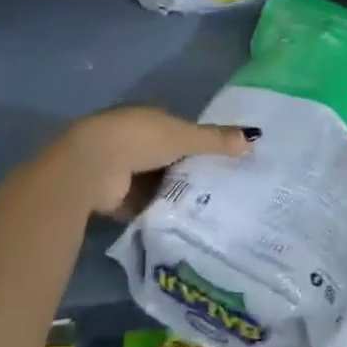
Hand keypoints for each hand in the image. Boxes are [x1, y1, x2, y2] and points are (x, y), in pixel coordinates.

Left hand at [53, 106, 254, 219]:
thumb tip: (254, 137)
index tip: (224, 160)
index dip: (200, 143)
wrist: (92, 166)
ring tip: (210, 212)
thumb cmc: (140, 139)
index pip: (180, 130)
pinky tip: (184, 226)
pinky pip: (145, 207)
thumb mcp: (184, 137)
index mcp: (151, 119)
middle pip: (170, 159)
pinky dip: (159, 214)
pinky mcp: (116, 199)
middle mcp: (137, 142)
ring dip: (174, 195)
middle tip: (222, 191)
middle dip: (189, 172)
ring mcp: (124, 170)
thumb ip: (215, 139)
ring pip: (158, 184)